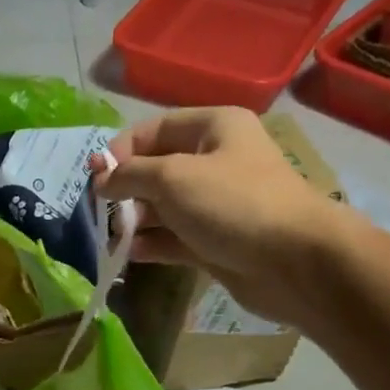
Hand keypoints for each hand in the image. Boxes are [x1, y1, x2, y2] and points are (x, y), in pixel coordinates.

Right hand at [95, 109, 351, 326]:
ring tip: (115, 237)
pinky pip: (174, 238)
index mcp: (214, 128)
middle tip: (103, 211)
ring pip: (163, 207)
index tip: (95, 176)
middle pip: (157, 169)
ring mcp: (216, 204)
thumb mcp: (172, 177)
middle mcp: (215, 160)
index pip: (154, 129)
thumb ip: (130, 174)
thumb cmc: (233, 204)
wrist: (295, 261)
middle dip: (126, 189)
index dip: (121, 150)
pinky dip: (152, 244)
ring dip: (135, 220)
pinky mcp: (216, 241)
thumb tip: (101, 179)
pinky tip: (130, 254)